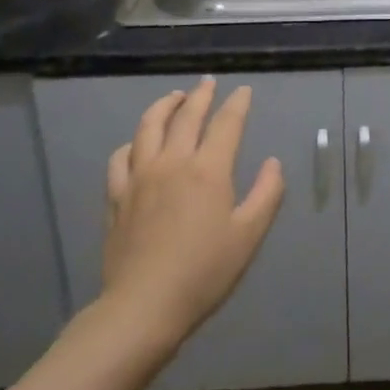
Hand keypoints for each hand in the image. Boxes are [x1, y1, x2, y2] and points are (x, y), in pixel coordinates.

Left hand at [103, 78, 284, 342]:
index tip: (243, 91)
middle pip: (186, 116)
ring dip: (164, 106)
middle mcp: (172, 162)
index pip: (226, 123)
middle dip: (200, 95)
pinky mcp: (117, 196)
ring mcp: (139, 177)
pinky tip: (137, 144)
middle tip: (207, 83)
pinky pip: (121, 157)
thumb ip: (266, 194)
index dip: (237, 104)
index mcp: (208, 170)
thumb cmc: (204, 272)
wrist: (143, 307)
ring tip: (174, 98)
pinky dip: (132, 142)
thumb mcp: (248, 236)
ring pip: (149, 127)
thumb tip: (273, 163)